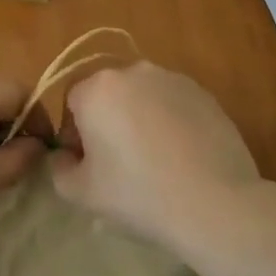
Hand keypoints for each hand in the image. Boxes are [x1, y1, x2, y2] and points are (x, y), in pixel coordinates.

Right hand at [47, 62, 261, 249]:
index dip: (75, 134)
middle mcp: (132, 71)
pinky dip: (171, 123)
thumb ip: (59, 169)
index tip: (89, 165)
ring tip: (155, 162)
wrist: (215, 203)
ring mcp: (171, 79)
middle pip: (108, 94)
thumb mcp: (82, 193)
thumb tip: (65, 156)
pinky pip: (173, 104)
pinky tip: (182, 158)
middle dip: (108, 122)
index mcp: (97, 88)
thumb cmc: (139, 194)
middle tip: (120, 165)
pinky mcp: (203, 93)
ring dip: (140, 120)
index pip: (72, 102)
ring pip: (142, 96)